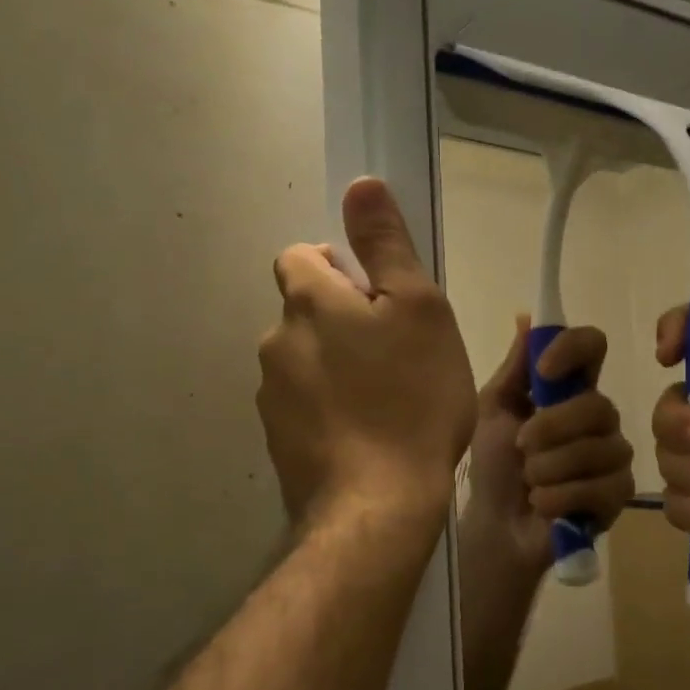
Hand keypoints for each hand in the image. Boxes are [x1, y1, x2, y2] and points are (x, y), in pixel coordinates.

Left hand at [257, 178, 475, 531]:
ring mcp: (271, 396)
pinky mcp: (277, 441)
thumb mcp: (419, 309)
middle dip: (342, 320)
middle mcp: (276, 341)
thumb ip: (386, 244)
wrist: (378, 505)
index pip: (302, 256)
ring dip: (336, 366)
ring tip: (385, 401)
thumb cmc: (412, 398)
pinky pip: (304, 406)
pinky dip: (328, 409)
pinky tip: (365, 436)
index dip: (341, 267)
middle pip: (305, 311)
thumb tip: (360, 183)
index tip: (380, 300)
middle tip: (396, 354)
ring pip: (305, 360)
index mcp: (308, 301)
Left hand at [462, 317, 635, 576]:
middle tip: (522, 447)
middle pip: (598, 404)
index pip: (593, 346)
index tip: (544, 369)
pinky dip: (559, 497)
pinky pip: (600, 486)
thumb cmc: (492, 463)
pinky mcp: (618, 494)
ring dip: (549, 468)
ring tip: (529, 482)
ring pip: (599, 448)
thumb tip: (526, 317)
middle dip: (551, 429)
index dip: (574, 349)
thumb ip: (515, 368)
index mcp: (569, 388)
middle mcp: (598, 416)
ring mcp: (613, 454)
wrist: (495, 525)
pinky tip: (542, 504)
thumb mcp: (493, 410)